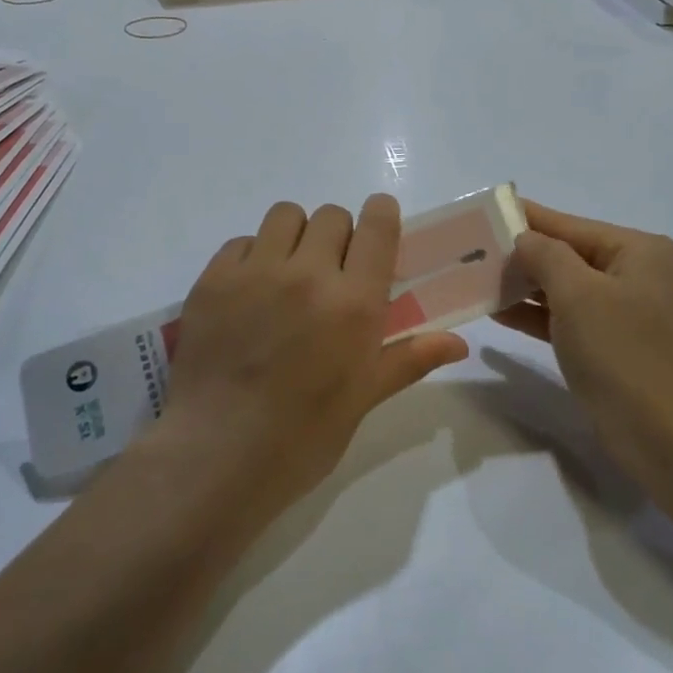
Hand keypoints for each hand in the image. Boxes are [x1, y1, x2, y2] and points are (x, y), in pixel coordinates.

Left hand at [161, 195, 468, 505]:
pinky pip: (242, 242)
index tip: (378, 228)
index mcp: (354, 303)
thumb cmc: (302, 436)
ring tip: (288, 275)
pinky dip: (252, 256)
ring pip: (285, 215)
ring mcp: (256, 272)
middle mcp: (308, 274)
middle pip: (332, 215)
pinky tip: (249, 294)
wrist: (217, 456)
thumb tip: (460, 344)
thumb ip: (410, 358)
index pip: (377, 225)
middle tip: (331, 272)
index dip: (381, 215)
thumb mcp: (364, 398)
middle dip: (339, 236)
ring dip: (295, 236)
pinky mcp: (213, 279)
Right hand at [495, 201, 672, 493]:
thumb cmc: (624, 355)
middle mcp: (637, 273)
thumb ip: (546, 256)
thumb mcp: (579, 294)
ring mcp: (627, 311)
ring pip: (565, 288)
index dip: (525, 218)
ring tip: (475, 280)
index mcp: (639, 250)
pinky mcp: (614, 345)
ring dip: (524, 286)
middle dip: (521, 255)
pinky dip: (537, 315)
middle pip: (567, 254)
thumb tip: (524, 238)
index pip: (570, 225)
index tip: (483, 211)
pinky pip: (568, 318)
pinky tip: (498, 312)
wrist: (669, 441)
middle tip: (470, 251)